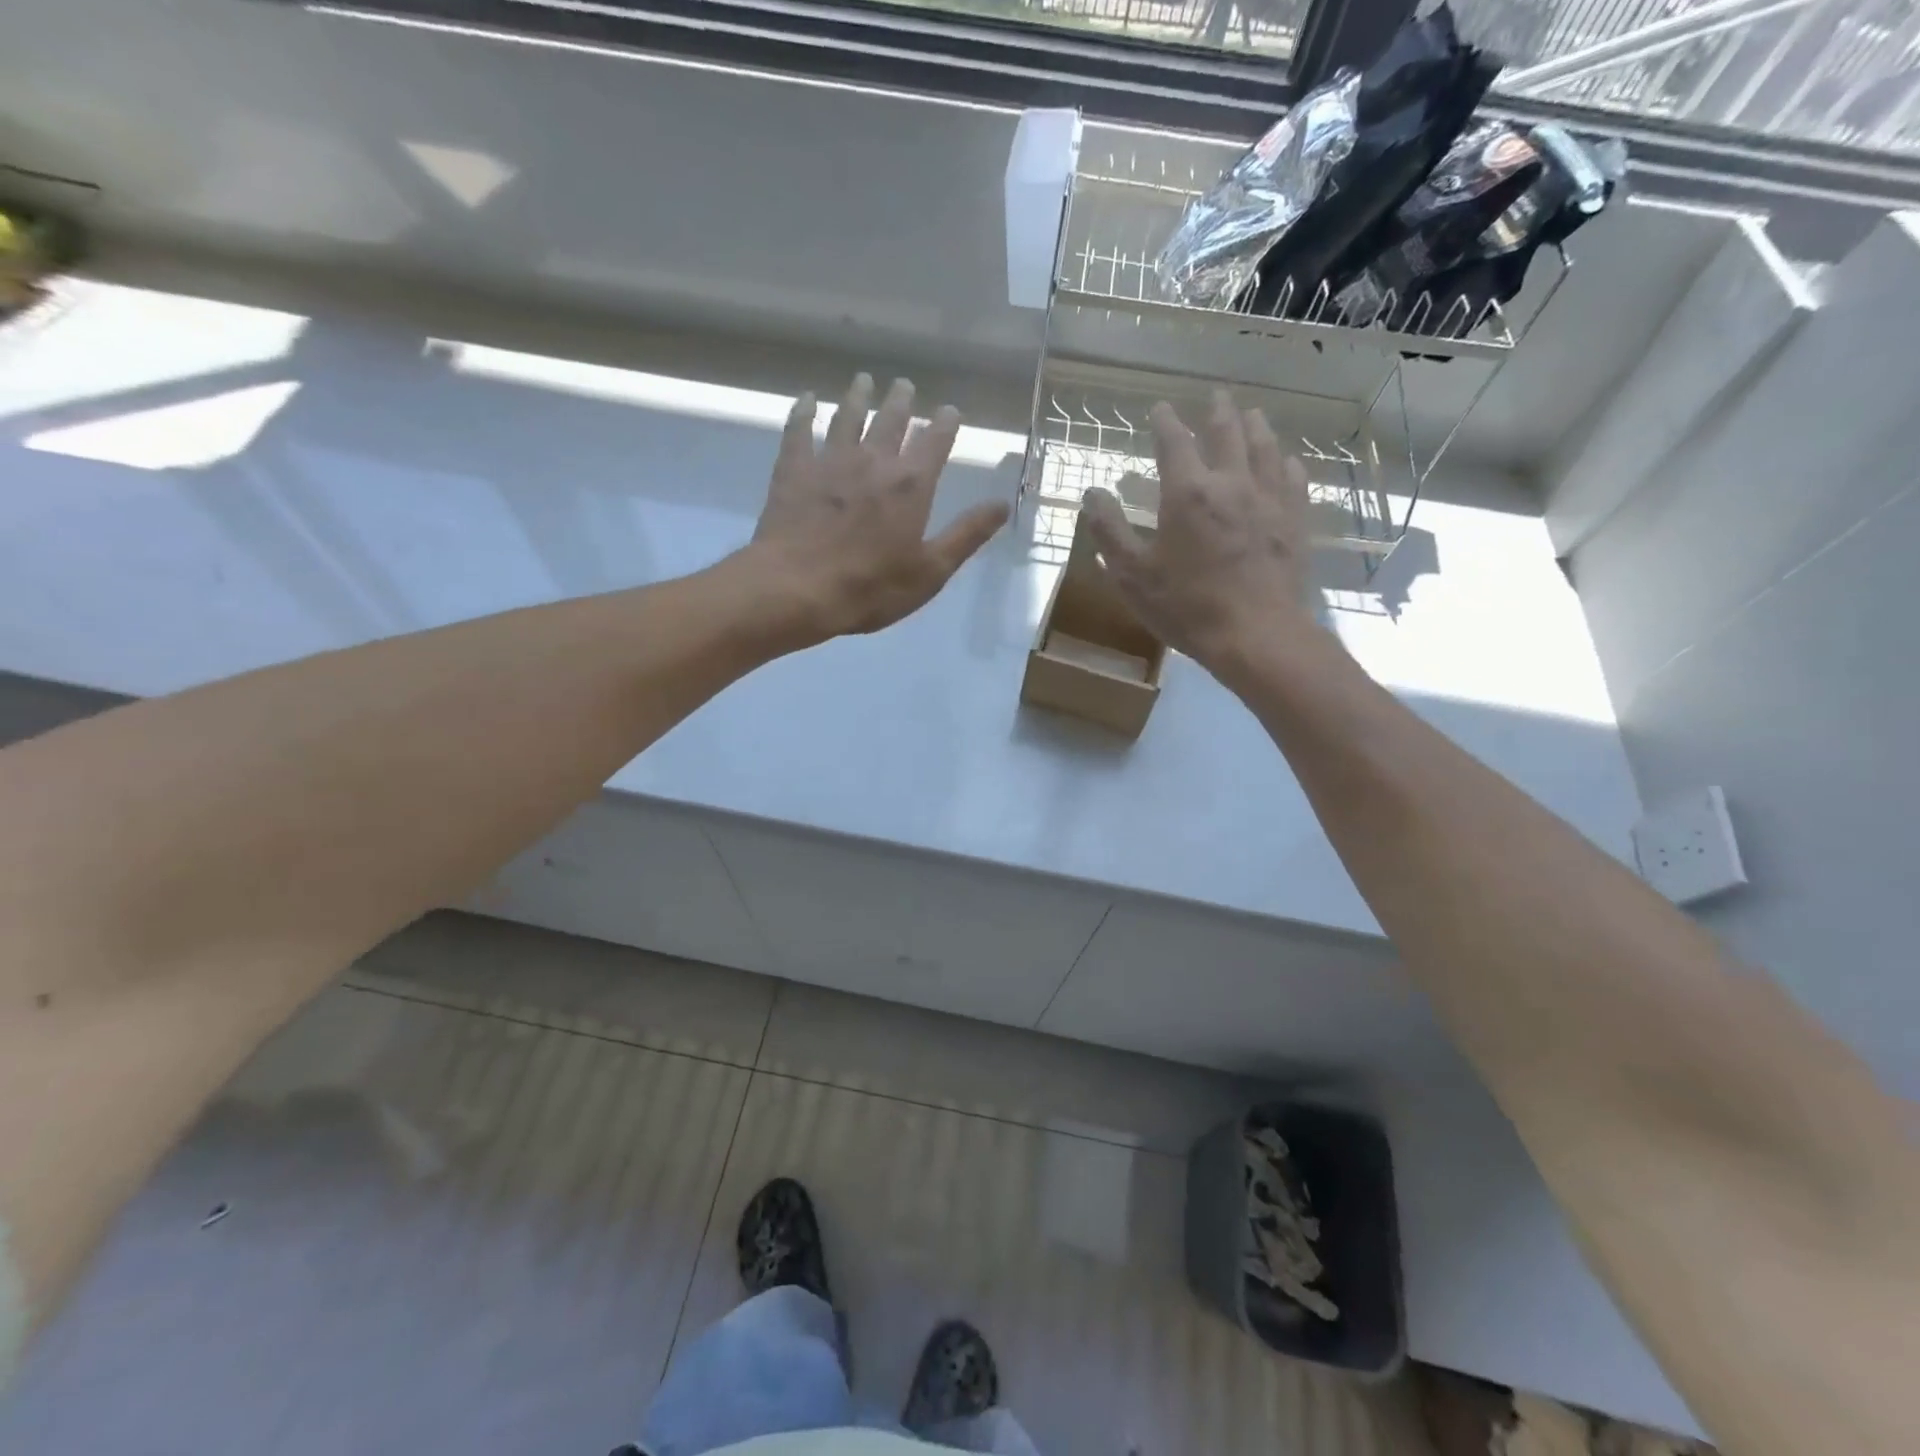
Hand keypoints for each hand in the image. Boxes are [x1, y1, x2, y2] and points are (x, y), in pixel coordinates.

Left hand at [749, 374, 1008, 643]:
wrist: (798, 589)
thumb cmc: (871, 587)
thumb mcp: (931, 571)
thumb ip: (967, 534)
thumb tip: (1003, 504)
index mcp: (911, 485)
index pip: (935, 442)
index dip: (945, 424)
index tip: (950, 410)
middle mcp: (874, 461)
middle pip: (890, 421)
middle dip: (901, 401)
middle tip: (903, 384)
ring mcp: (830, 462)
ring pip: (847, 417)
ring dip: (857, 397)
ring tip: (863, 380)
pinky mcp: (794, 470)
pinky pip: (799, 431)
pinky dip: (803, 412)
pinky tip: (806, 399)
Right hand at [1082, 389, 1314, 677]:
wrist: (1256, 635)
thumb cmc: (1187, 606)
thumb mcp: (1132, 575)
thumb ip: (1109, 531)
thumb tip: (1093, 493)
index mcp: (1188, 493)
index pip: (1174, 442)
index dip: (1165, 422)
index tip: (1160, 408)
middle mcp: (1231, 483)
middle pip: (1227, 433)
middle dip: (1217, 411)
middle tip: (1215, 396)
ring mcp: (1269, 500)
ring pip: (1264, 448)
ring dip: (1255, 427)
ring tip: (1251, 415)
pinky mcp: (1293, 522)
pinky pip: (1293, 479)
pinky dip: (1285, 463)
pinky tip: (1285, 462)